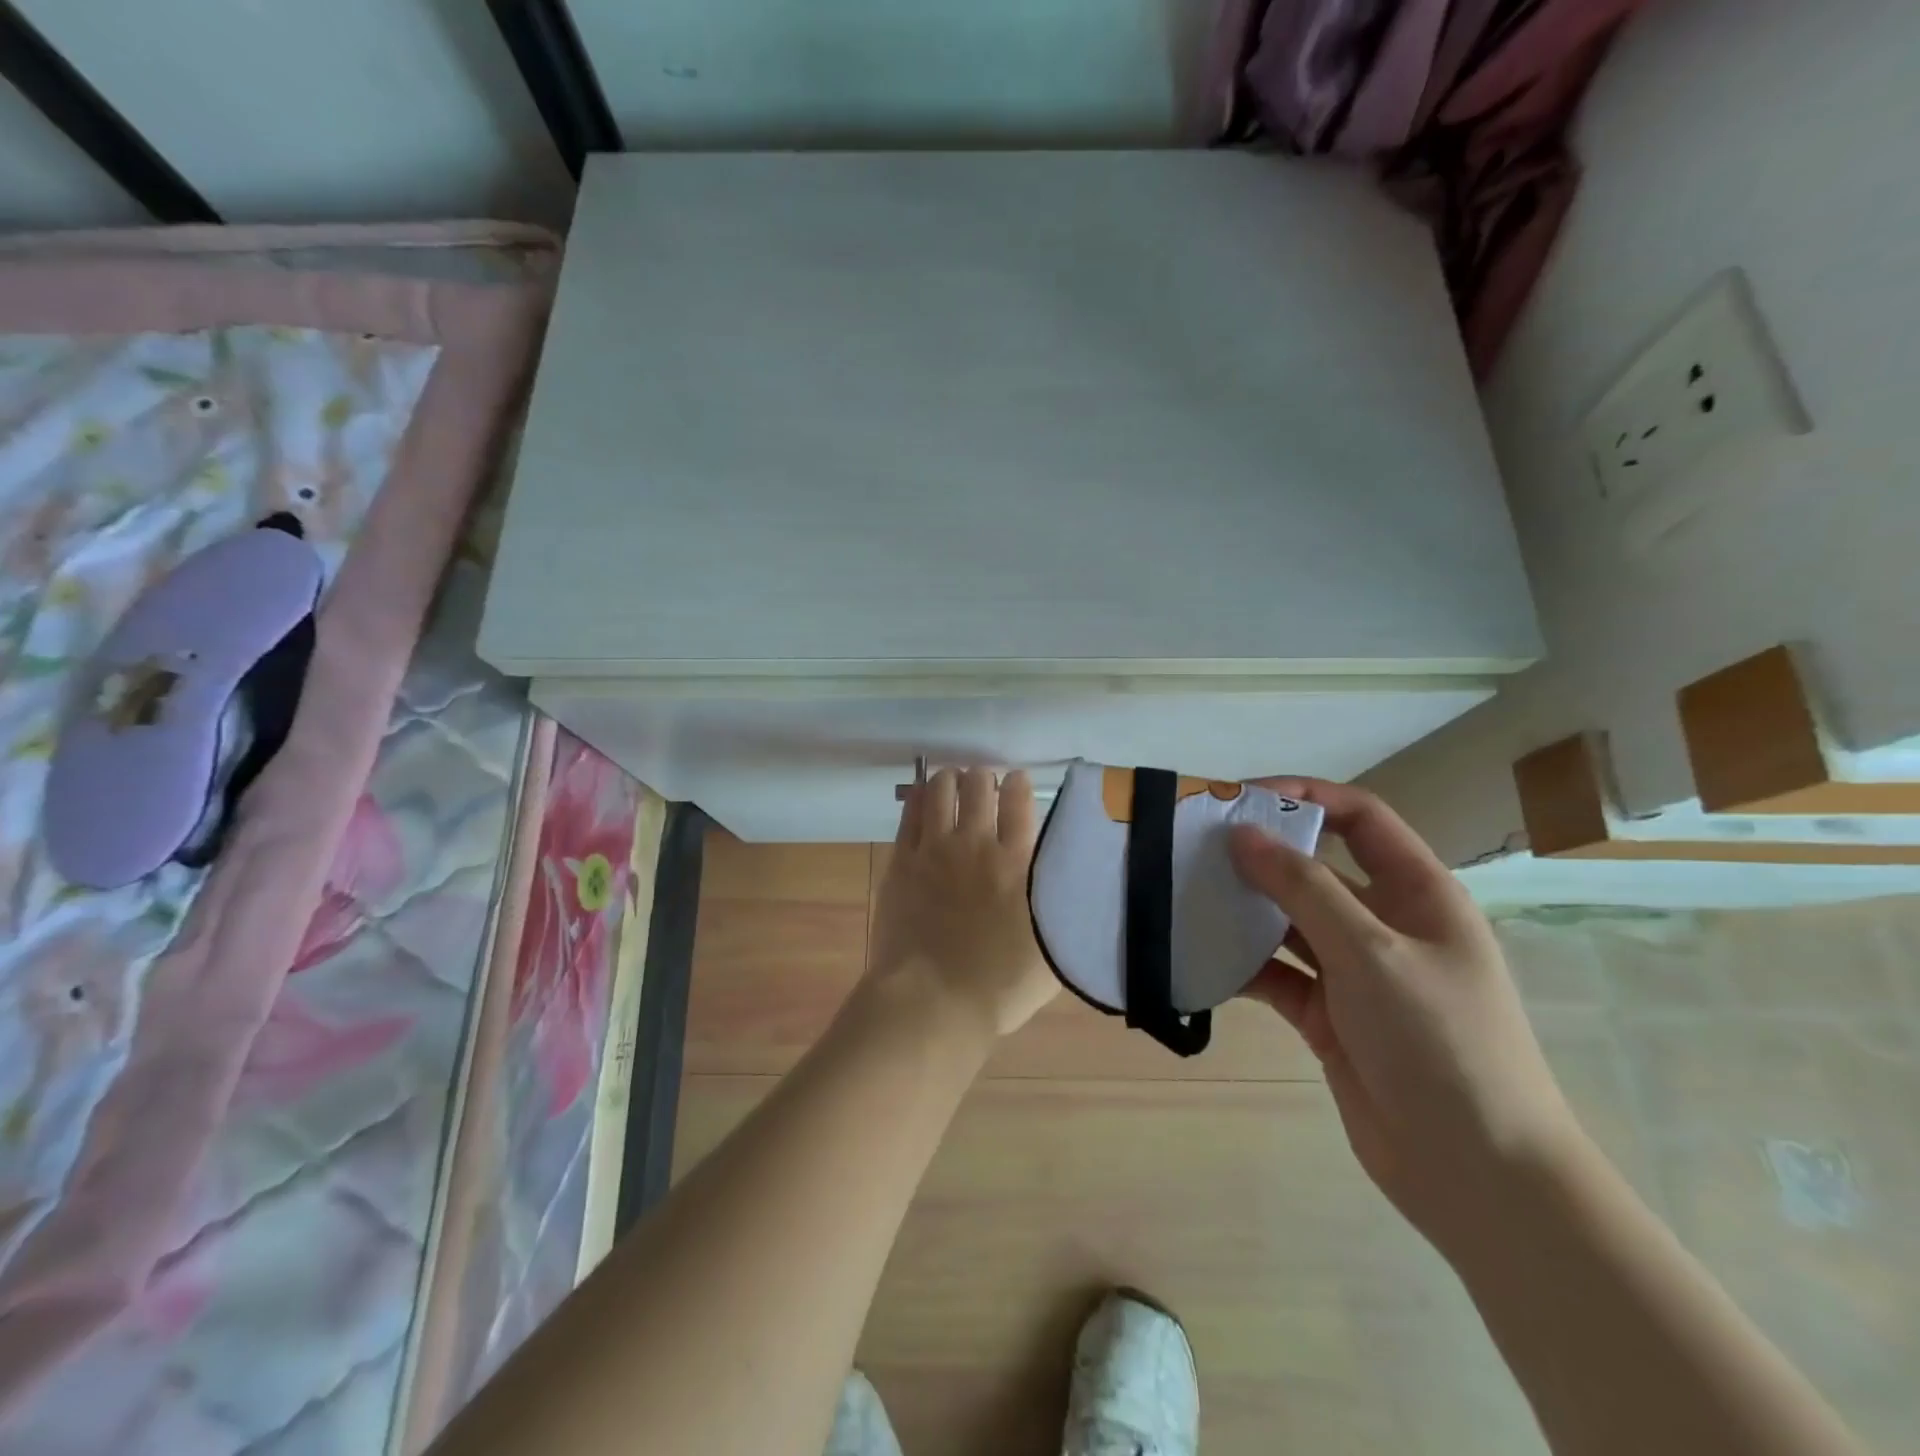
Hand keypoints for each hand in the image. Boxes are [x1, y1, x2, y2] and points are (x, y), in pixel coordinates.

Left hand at [867, 767, 1058, 1039]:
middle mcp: (976, 844)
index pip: (1018, 799)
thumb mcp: (1053, 950)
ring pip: (941, 789)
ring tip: (953, 783)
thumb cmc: (999, 987)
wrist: (932, 1002)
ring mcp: (934, 849)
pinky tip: (923, 797)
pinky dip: (919, 798)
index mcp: (1016, 862)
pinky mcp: (902, 860)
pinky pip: (909, 813)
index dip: (1017, 783)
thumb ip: (1060, 908)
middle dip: (983, 778)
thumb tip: (1070, 884)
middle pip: (978, 785)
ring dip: (950, 780)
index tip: (1017, 782)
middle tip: (984, 787)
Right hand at [1228, 778, 1586, 1254]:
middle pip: (1316, 867)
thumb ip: (1303, 888)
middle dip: (1261, 853)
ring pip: (1290, 921)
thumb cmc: (1439, 1042)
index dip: (1304, 796)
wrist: (1476, 1173)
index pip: (1359, 817)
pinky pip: (1277, 974)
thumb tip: (1243, 834)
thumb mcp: (1371, 952)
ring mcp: (1355, 971)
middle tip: (1195, 845)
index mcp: (1417, 893)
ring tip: (1186, 894)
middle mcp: (1385, 923)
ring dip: (1245, 909)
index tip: (1240, 798)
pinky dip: (1243, 965)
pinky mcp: (1329, 1014)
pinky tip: (1200, 959)